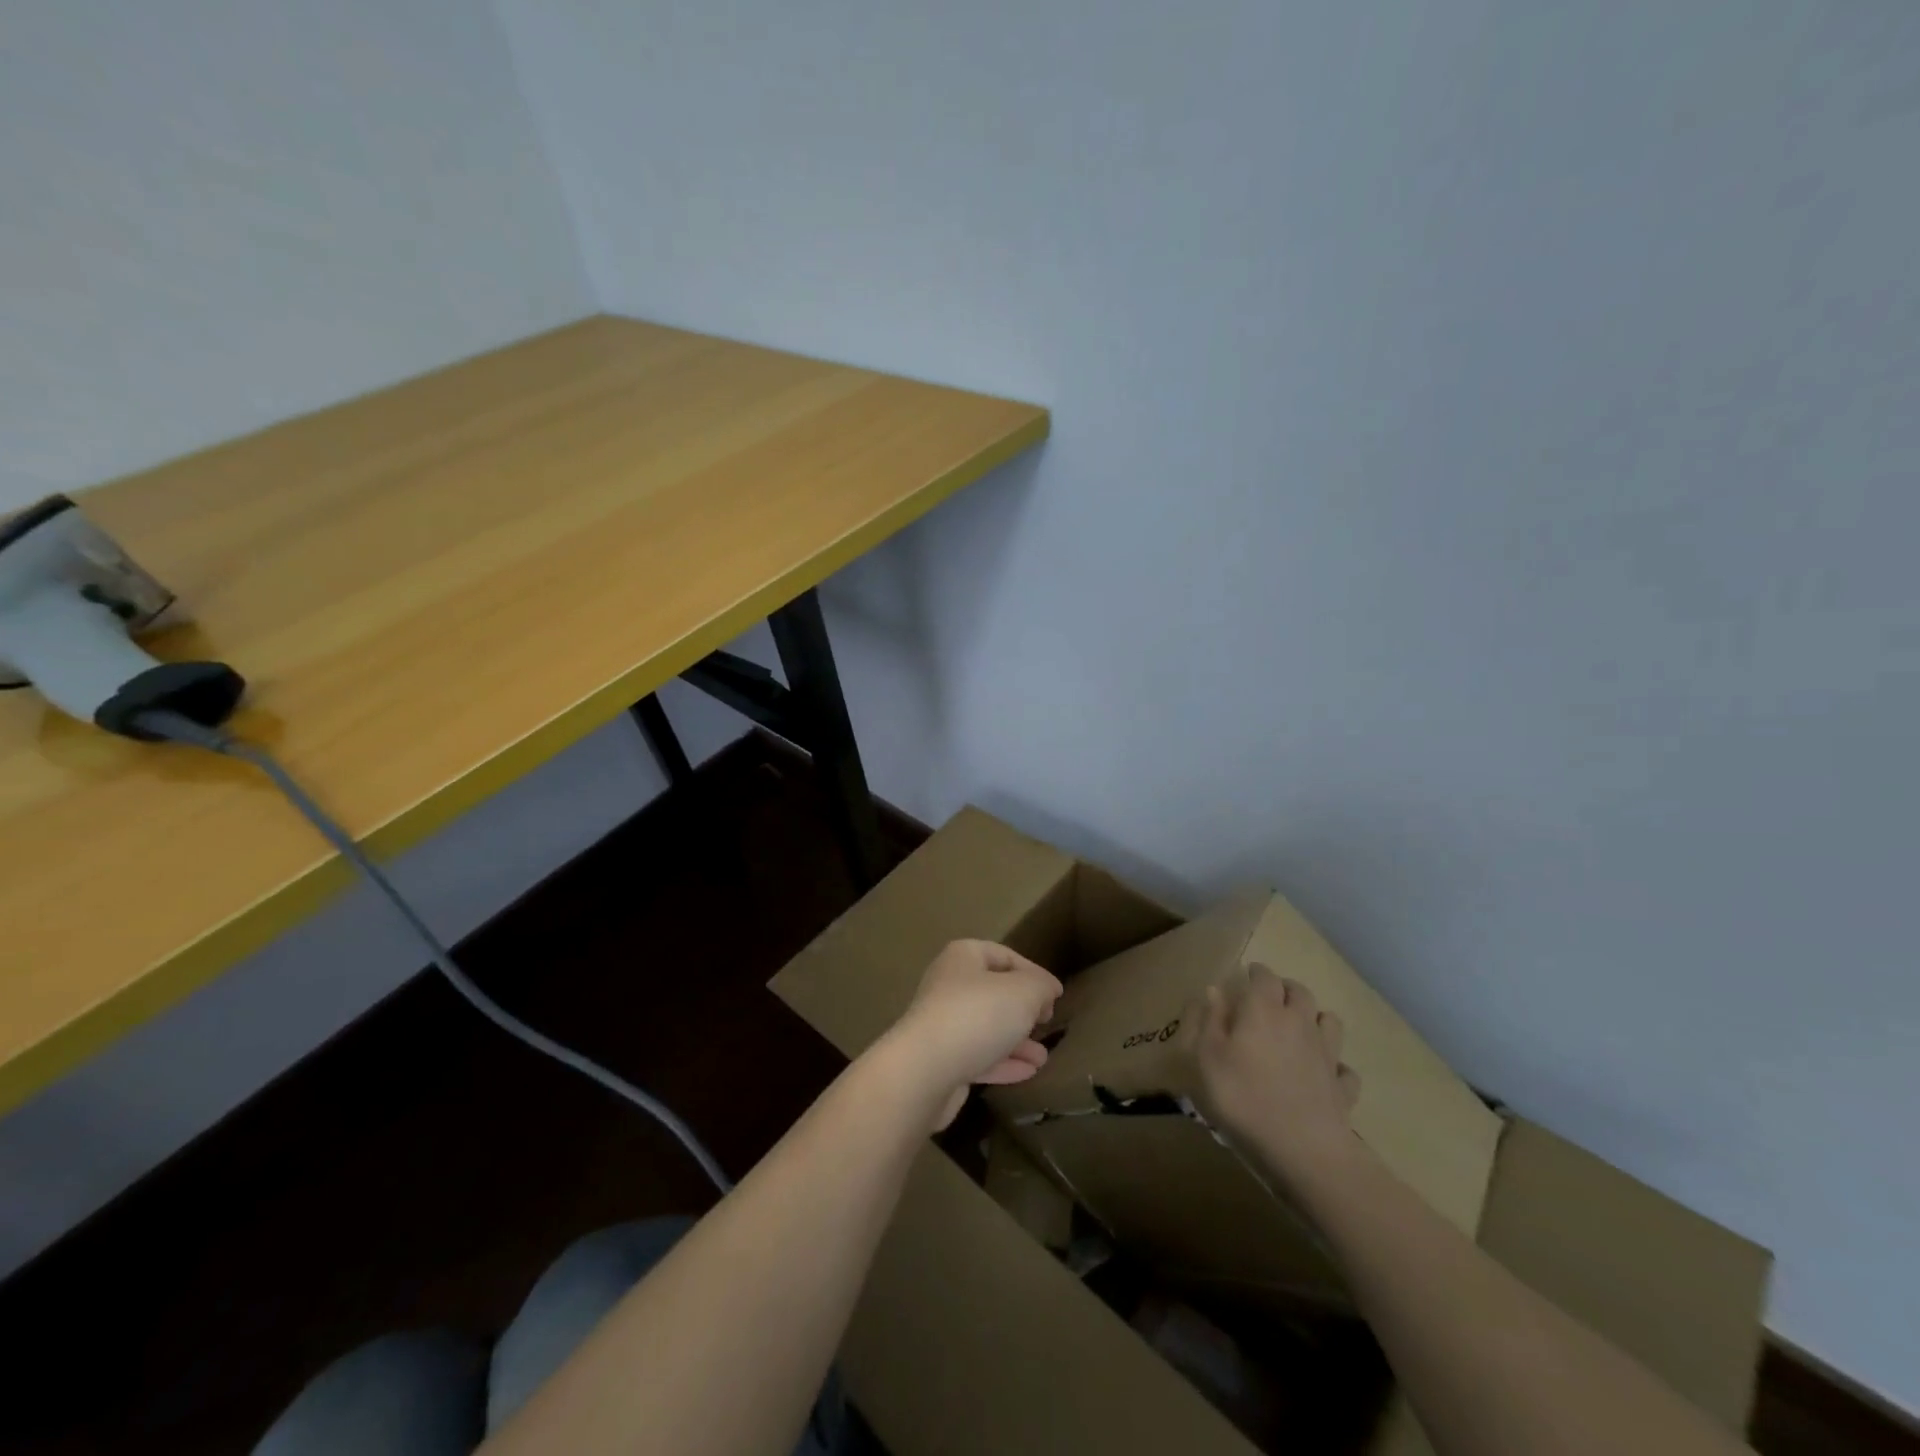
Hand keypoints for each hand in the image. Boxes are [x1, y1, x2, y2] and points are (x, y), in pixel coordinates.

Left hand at [883, 940, 1063, 1128]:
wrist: (925, 1071)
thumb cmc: (977, 1015)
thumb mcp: (1023, 991)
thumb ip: (1041, 986)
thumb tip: (1048, 989)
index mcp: (963, 958)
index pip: (1004, 955)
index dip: (1033, 972)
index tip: (1055, 995)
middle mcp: (948, 985)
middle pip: (993, 992)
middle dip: (1023, 1008)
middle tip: (1046, 1021)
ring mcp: (942, 1024)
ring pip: (986, 1027)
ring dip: (1016, 1040)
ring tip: (1043, 1056)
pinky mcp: (941, 1061)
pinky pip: (978, 1056)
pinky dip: (1003, 1062)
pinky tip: (1029, 1072)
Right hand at [1195, 964, 1361, 1187]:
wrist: (1303, 1149)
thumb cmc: (1243, 1097)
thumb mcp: (1206, 1057)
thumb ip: (1208, 1020)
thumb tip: (1214, 990)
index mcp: (1264, 1010)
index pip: (1265, 977)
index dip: (1256, 972)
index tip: (1247, 974)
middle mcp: (1299, 1022)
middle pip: (1299, 992)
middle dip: (1285, 988)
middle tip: (1270, 997)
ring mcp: (1326, 1054)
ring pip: (1329, 1021)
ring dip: (1315, 1017)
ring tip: (1301, 1027)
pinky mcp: (1342, 1086)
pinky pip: (1343, 1068)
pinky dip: (1335, 1065)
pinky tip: (1323, 1074)